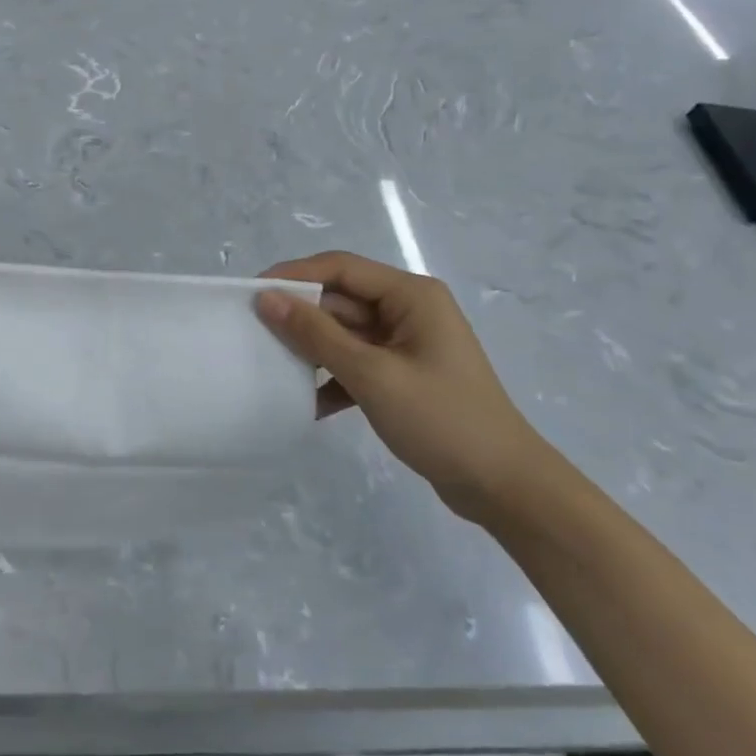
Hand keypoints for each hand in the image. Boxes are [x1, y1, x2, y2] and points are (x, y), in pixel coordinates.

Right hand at [256, 252, 548, 522]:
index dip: (294, 275)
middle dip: (300, 316)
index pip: (340, 268)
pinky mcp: (402, 375)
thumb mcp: (372, 375)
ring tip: (272, 366)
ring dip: (312, 350)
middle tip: (253, 333)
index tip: (251, 293)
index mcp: (411, 296)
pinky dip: (332, 379)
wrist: (503, 487)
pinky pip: (356, 363)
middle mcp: (408, 310)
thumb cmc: (442, 420)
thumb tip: (267, 298)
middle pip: (341, 300)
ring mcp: (406, 344)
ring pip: (344, 333)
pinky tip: (306, 403)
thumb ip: (316, 334)